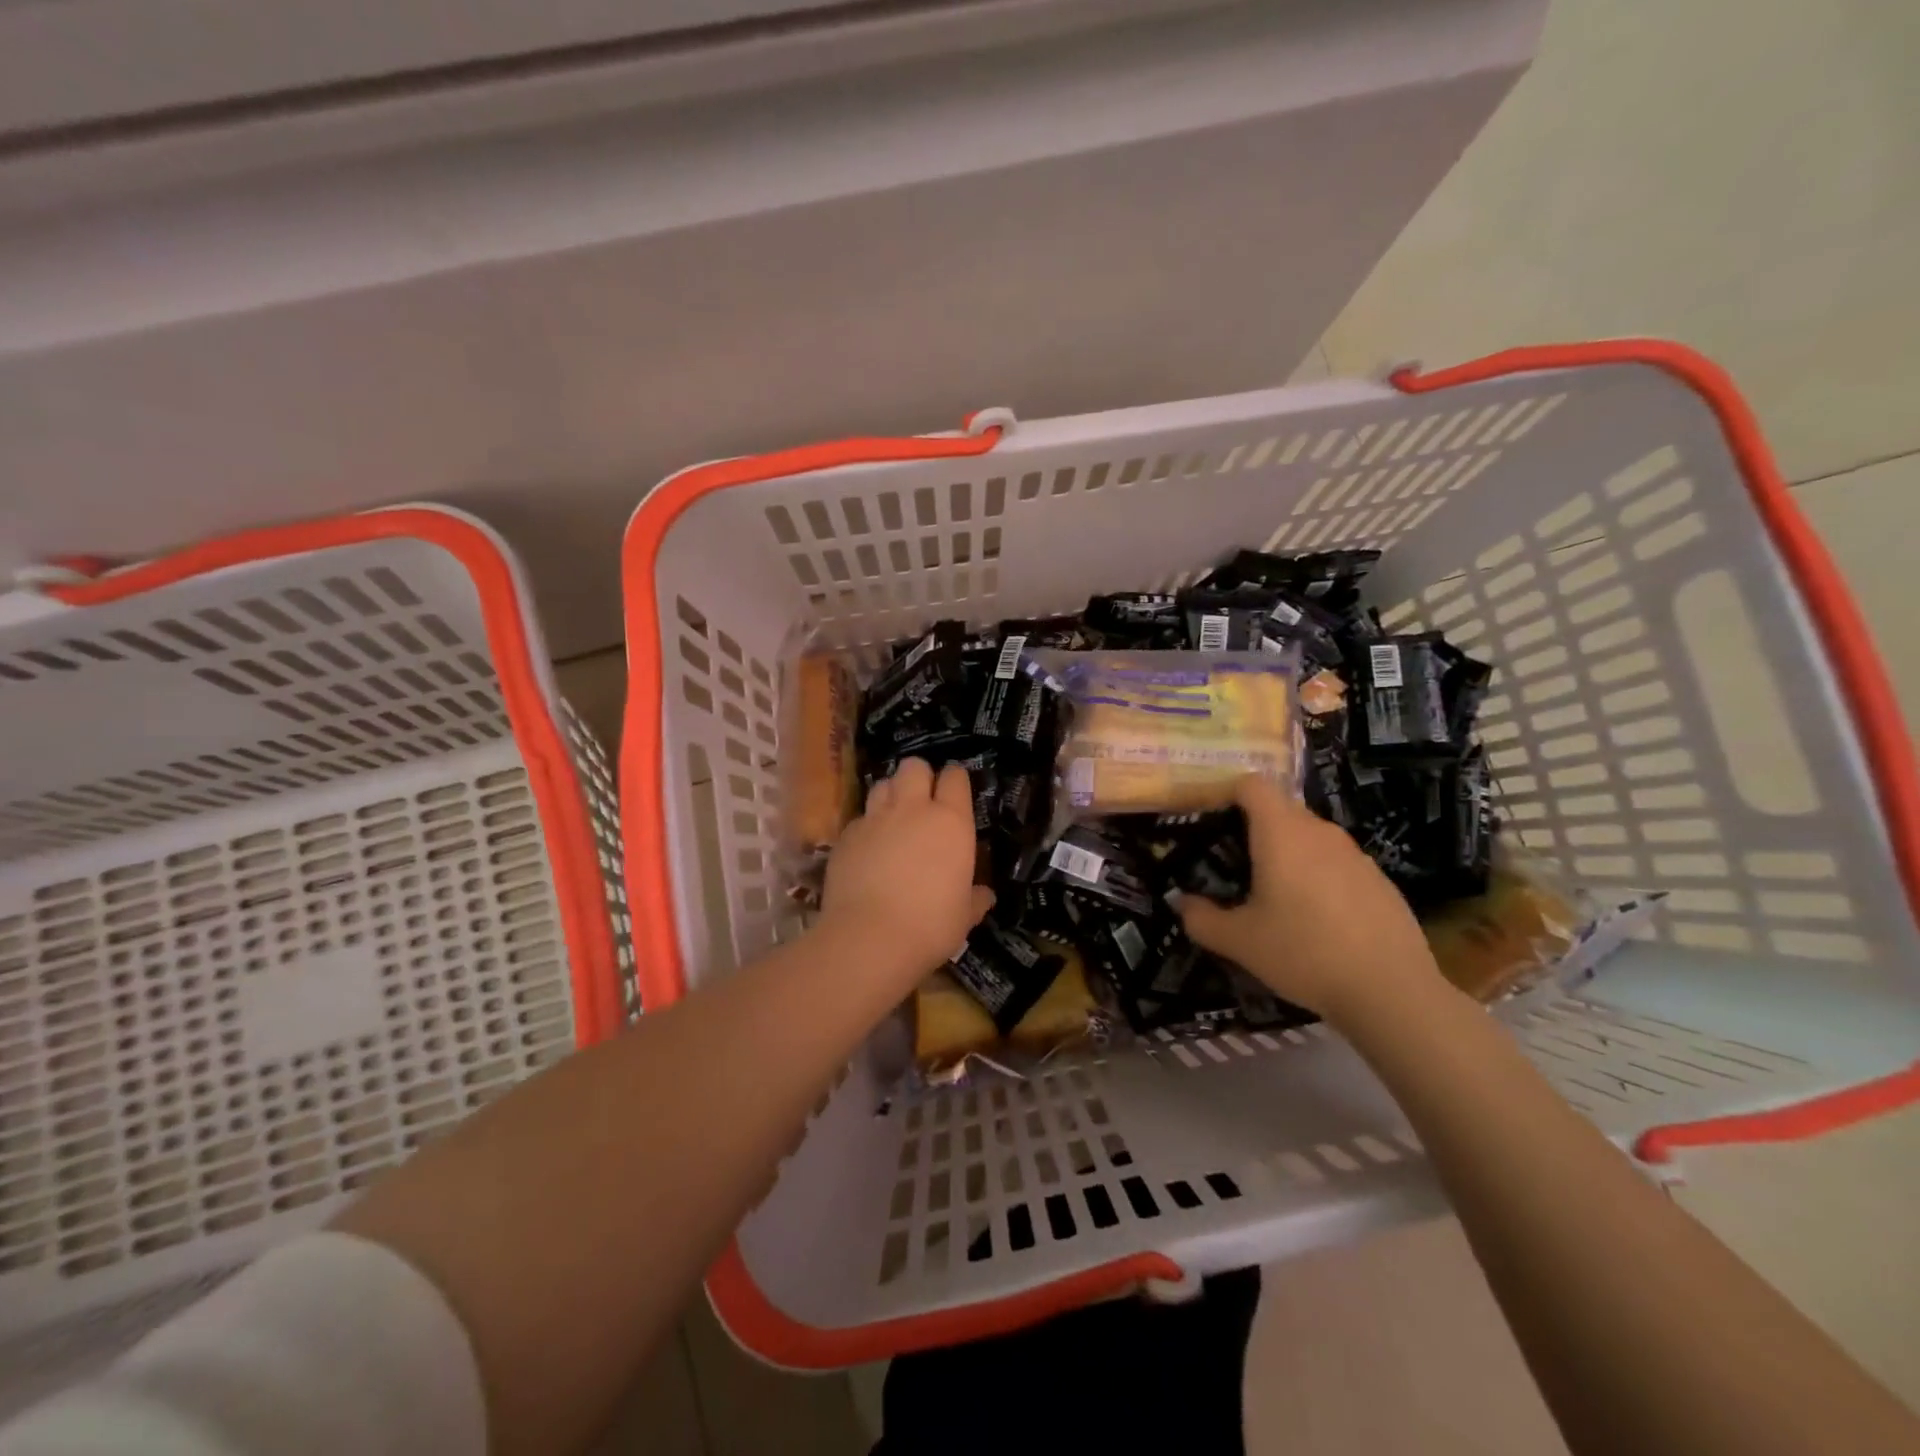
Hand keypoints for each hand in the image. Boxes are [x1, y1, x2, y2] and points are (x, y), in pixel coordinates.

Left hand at [818, 759, 993, 985]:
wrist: (869, 938)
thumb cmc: (930, 925)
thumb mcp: (963, 916)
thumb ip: (975, 899)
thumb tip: (986, 895)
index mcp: (950, 821)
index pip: (955, 777)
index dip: (955, 780)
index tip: (955, 793)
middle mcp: (912, 809)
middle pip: (914, 766)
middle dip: (919, 776)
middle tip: (922, 800)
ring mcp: (875, 819)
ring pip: (882, 784)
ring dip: (891, 794)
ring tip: (894, 819)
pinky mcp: (846, 835)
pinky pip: (860, 818)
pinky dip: (866, 827)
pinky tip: (868, 849)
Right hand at [1179, 775, 1441, 1024]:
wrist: (1392, 991)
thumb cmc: (1303, 953)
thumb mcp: (1239, 942)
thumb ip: (1201, 918)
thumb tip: (1182, 903)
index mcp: (1282, 833)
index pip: (1252, 785)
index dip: (1228, 793)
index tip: (1211, 820)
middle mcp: (1320, 832)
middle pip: (1281, 810)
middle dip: (1255, 828)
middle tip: (1235, 866)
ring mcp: (1356, 855)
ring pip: (1311, 838)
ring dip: (1289, 854)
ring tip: (1275, 896)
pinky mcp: (1380, 880)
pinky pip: (1337, 864)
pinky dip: (1319, 877)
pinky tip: (1317, 920)